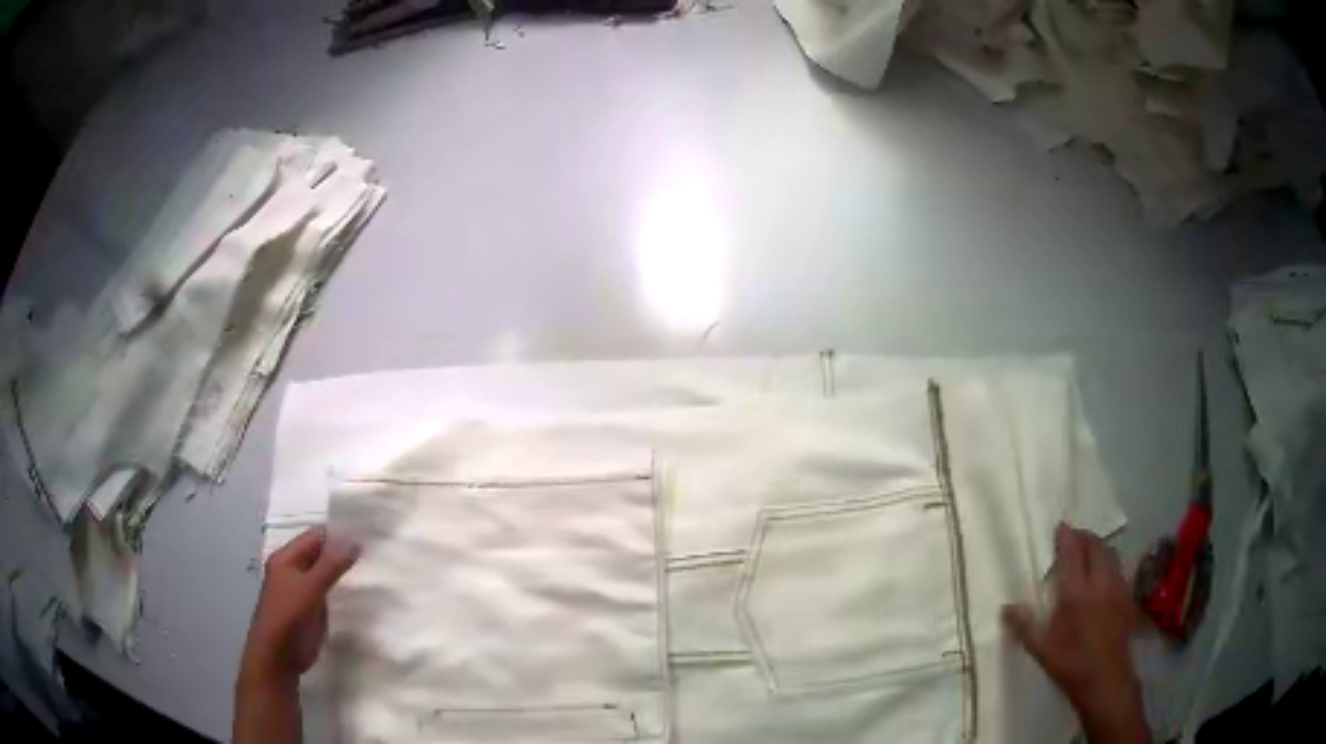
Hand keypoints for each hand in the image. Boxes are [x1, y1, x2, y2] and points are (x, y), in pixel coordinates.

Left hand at [239, 528, 359, 689]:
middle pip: (320, 554)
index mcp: (286, 558)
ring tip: (372, 572)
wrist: (278, 656)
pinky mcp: (309, 609)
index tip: (367, 536)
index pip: (315, 536)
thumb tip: (353, 539)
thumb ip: (331, 564)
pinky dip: (340, 592)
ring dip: (343, 574)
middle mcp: (291, 569)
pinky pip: (327, 593)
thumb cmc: (289, 616)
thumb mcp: (310, 587)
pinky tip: (359, 595)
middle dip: (342, 554)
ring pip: (324, 574)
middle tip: (374, 554)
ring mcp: (300, 590)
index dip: (338, 534)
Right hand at [1003, 524, 1149, 743]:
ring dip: (1099, 547)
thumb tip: (1006, 608)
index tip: (1060, 528)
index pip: (1072, 552)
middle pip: (1096, 546)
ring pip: (1111, 554)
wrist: (1106, 678)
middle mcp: (1100, 582)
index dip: (1066, 536)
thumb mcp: (1041, 649)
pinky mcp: (1128, 597)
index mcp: (1076, 592)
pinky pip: (1120, 568)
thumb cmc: (1071, 663)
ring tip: (1089, 552)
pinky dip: (1111, 562)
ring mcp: (1118, 587)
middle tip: (1073, 538)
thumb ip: (1024, 626)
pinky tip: (1105, 576)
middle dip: (1085, 537)